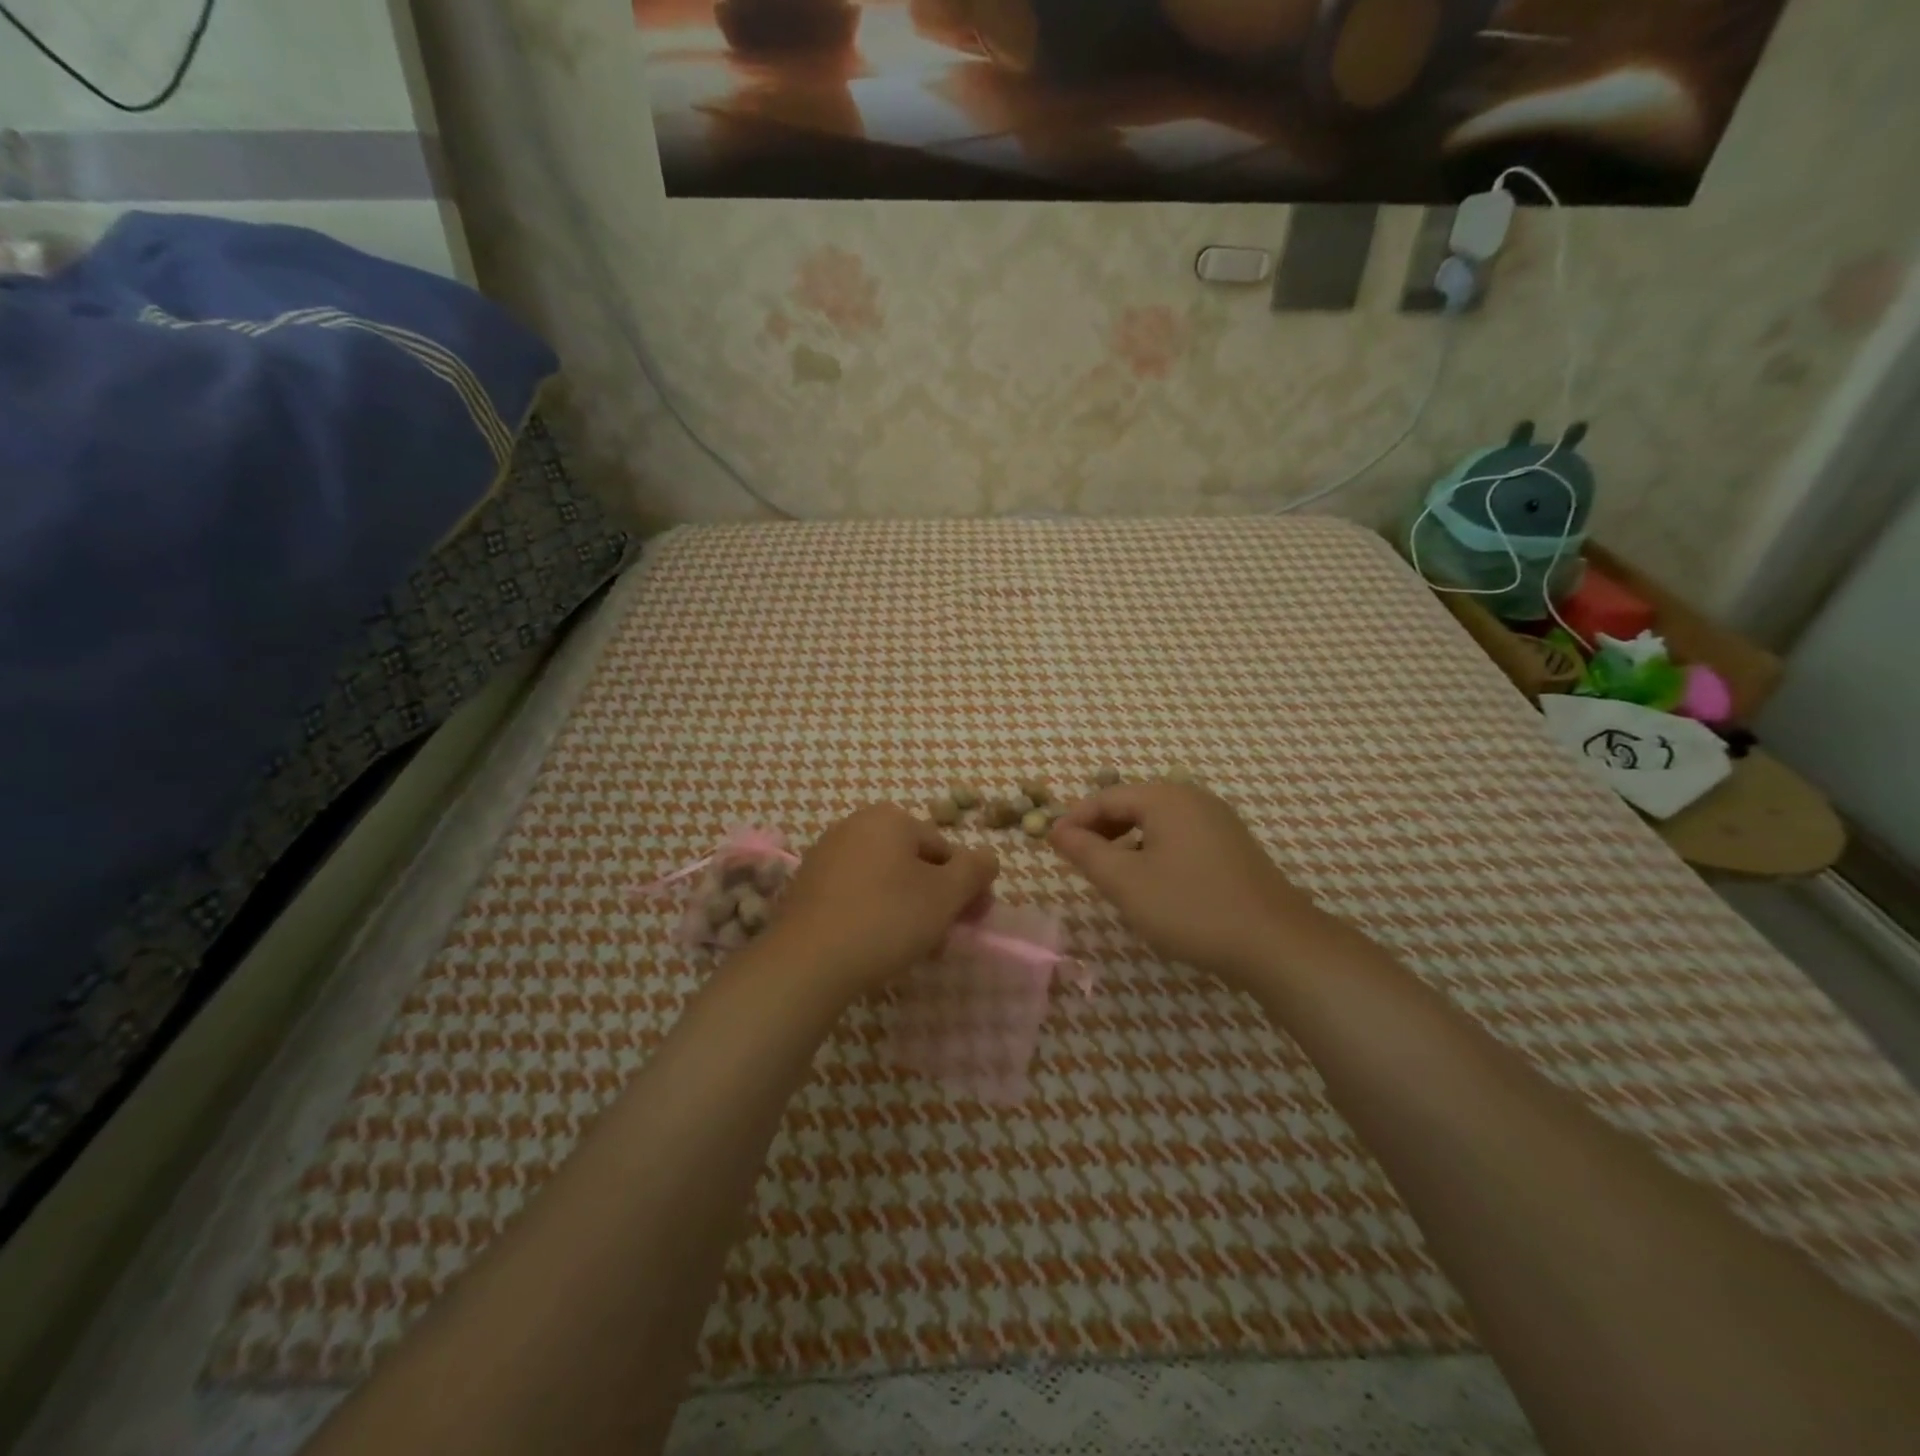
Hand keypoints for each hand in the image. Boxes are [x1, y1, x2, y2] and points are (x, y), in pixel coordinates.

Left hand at [769, 804, 998, 994]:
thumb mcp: (946, 894)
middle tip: (943, 940)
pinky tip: (876, 947)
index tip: (970, 922)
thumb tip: (987, 857)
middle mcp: (855, 825)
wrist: (807, 962)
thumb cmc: (886, 919)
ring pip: (885, 881)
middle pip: (913, 863)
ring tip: (913, 949)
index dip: (964, 887)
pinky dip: (873, 915)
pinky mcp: (807, 886)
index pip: (945, 850)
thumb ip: (976, 869)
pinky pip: (855, 895)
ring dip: (907, 910)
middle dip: (934, 900)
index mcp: (890, 818)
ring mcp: (826, 855)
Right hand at [1049, 782, 1334, 986]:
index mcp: (1165, 798)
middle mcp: (1193, 798)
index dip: (1074, 820)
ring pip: (1156, 822)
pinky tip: (1151, 883)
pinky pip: (1179, 837)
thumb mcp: (1126, 882)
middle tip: (1078, 861)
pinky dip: (1153, 851)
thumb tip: (1057, 831)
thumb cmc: (1191, 907)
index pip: (1105, 797)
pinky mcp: (1232, 846)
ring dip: (1126, 843)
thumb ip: (1086, 852)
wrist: (1276, 943)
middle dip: (1100, 830)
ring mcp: (1218, 821)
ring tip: (1110, 875)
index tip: (1051, 847)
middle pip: (1132, 805)